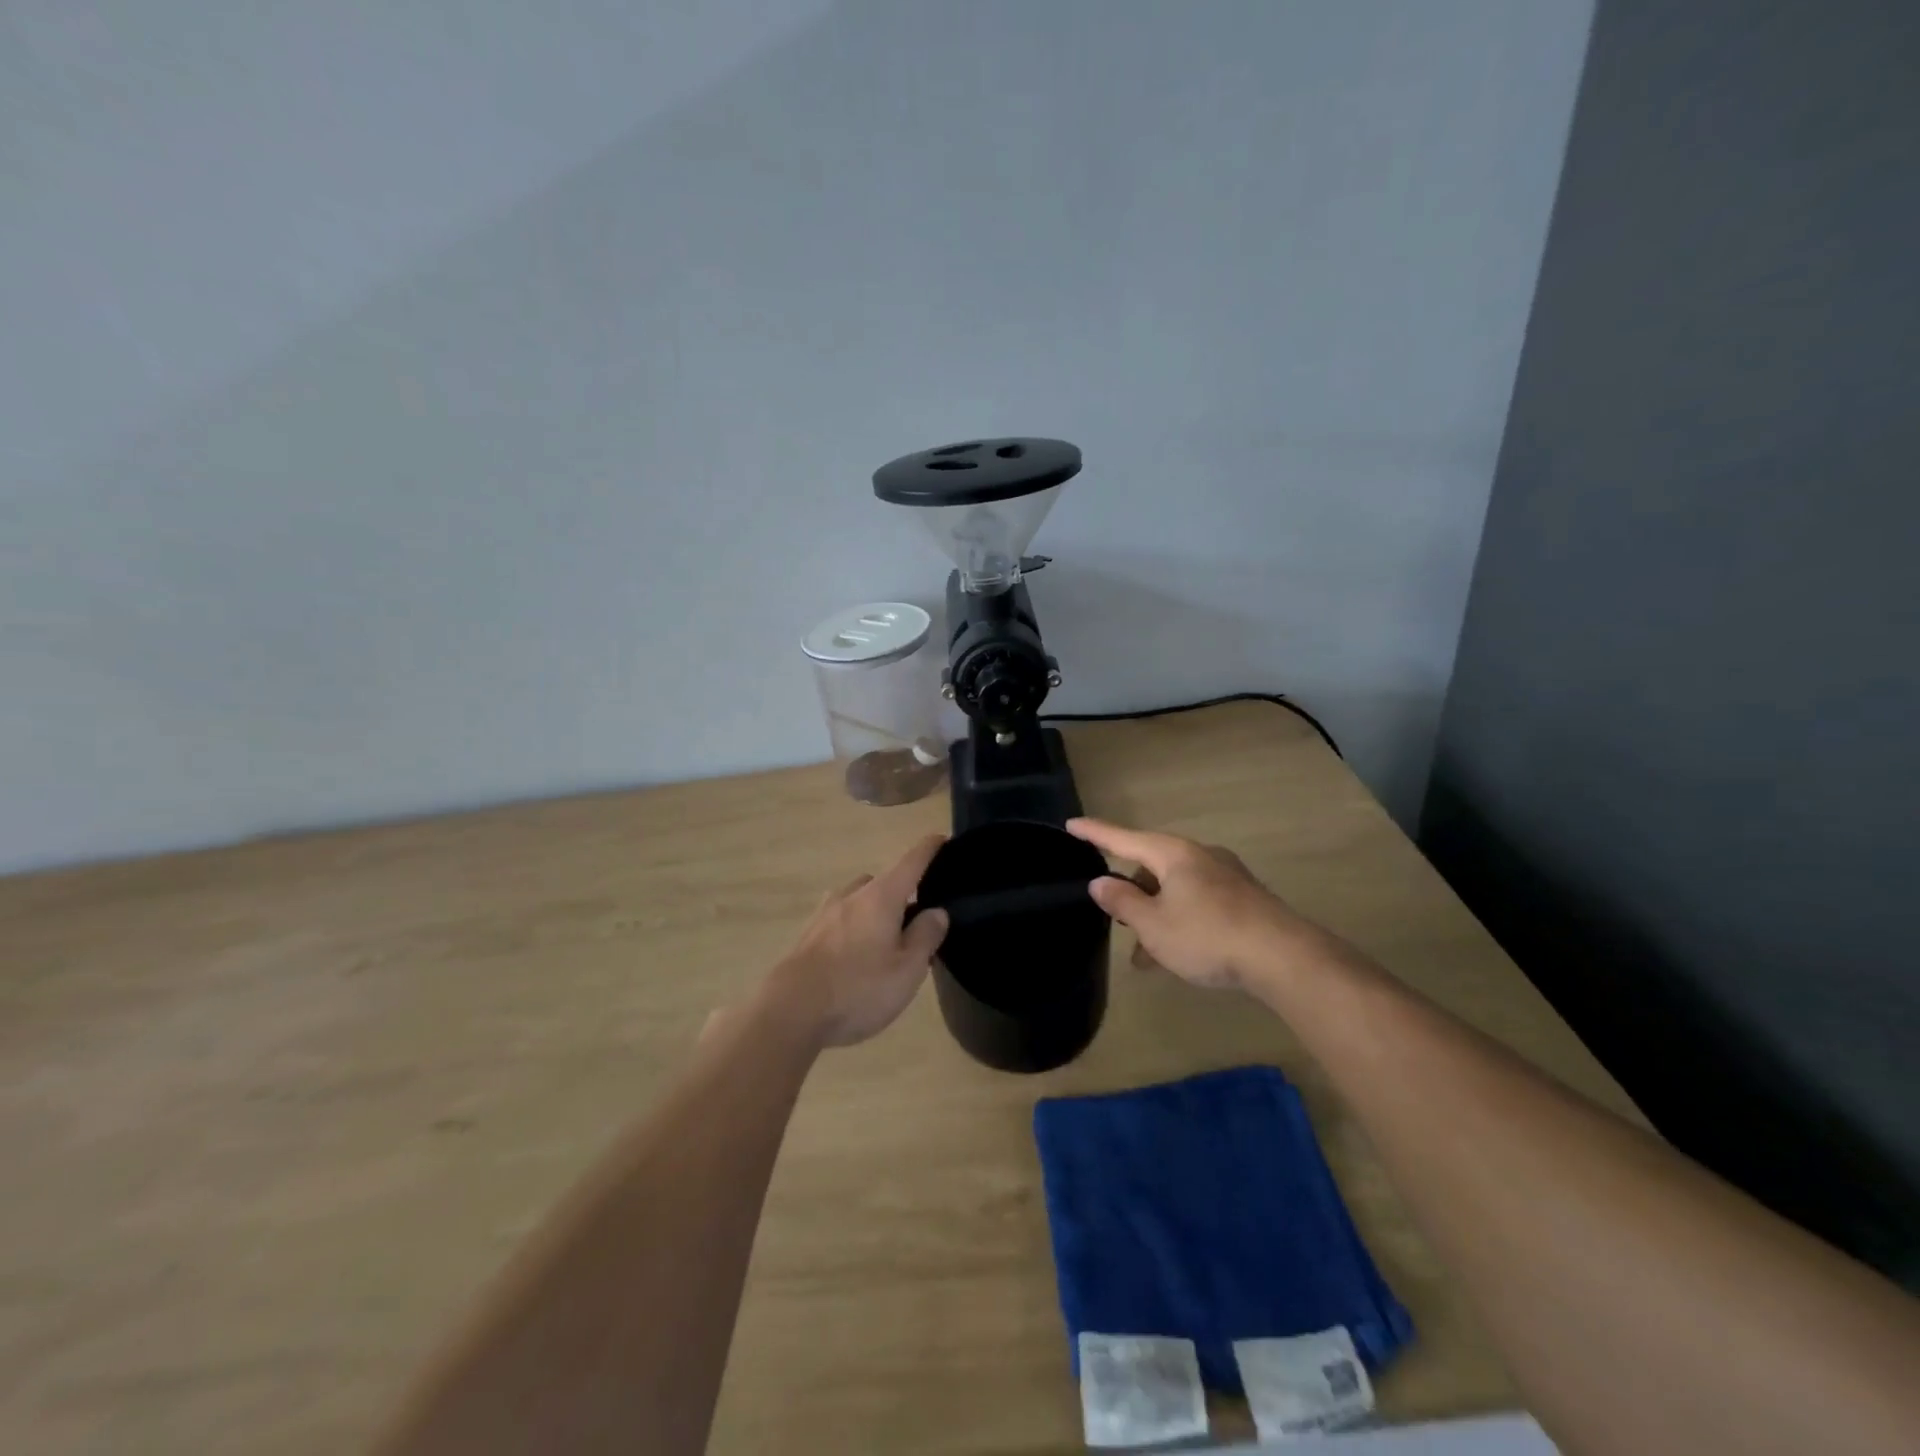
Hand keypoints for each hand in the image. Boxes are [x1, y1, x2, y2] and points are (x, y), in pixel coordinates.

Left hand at [766, 834, 949, 1047]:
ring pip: (858, 901)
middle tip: (915, 922)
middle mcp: (852, 895)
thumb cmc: (859, 988)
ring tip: (884, 943)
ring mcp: (825, 914)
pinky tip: (855, 958)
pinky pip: (839, 921)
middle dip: (900, 894)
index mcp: (881, 897)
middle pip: (882, 882)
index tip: (942, 838)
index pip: (911, 862)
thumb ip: (925, 936)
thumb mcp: (907, 969)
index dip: (929, 849)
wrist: (790, 1011)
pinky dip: (853, 929)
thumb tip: (936, 911)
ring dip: (873, 912)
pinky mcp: (807, 936)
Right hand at [1067, 817, 1320, 991]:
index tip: (1071, 824)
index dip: (1095, 833)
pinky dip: (1179, 921)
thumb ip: (1123, 902)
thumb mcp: (1154, 925)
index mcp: (1173, 854)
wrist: (1285, 958)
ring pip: (1175, 890)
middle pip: (1151, 866)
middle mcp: (1199, 856)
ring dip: (1156, 915)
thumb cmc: (1208, 936)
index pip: (1123, 838)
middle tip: (1116, 918)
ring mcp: (1225, 876)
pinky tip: (1179, 955)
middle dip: (1131, 894)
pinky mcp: (1243, 899)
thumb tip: (1100, 882)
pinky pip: (1197, 902)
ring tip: (1145, 957)